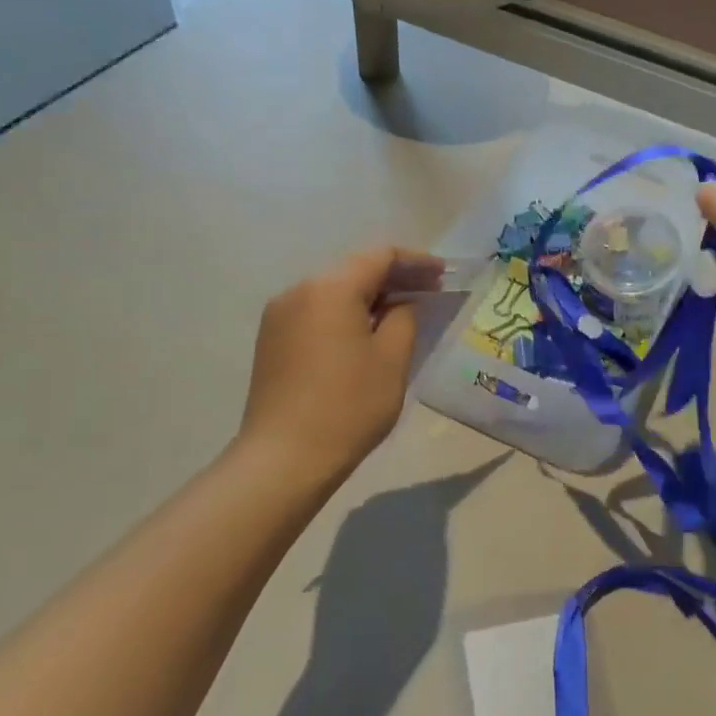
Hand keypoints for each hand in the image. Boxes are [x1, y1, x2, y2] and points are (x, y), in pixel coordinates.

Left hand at [236, 247, 441, 489]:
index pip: (380, 256)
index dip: (416, 262)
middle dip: (393, 277)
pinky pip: (316, 310)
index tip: (443, 275)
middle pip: (354, 269)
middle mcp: (299, 290)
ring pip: (334, 290)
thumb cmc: (348, 406)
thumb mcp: (392, 359)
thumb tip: (401, 302)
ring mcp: (280, 315)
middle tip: (430, 291)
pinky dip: (345, 312)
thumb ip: (404, 317)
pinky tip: (365, 331)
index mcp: (330, 288)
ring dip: (369, 295)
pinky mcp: (271, 339)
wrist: (283, 459)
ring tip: (402, 311)